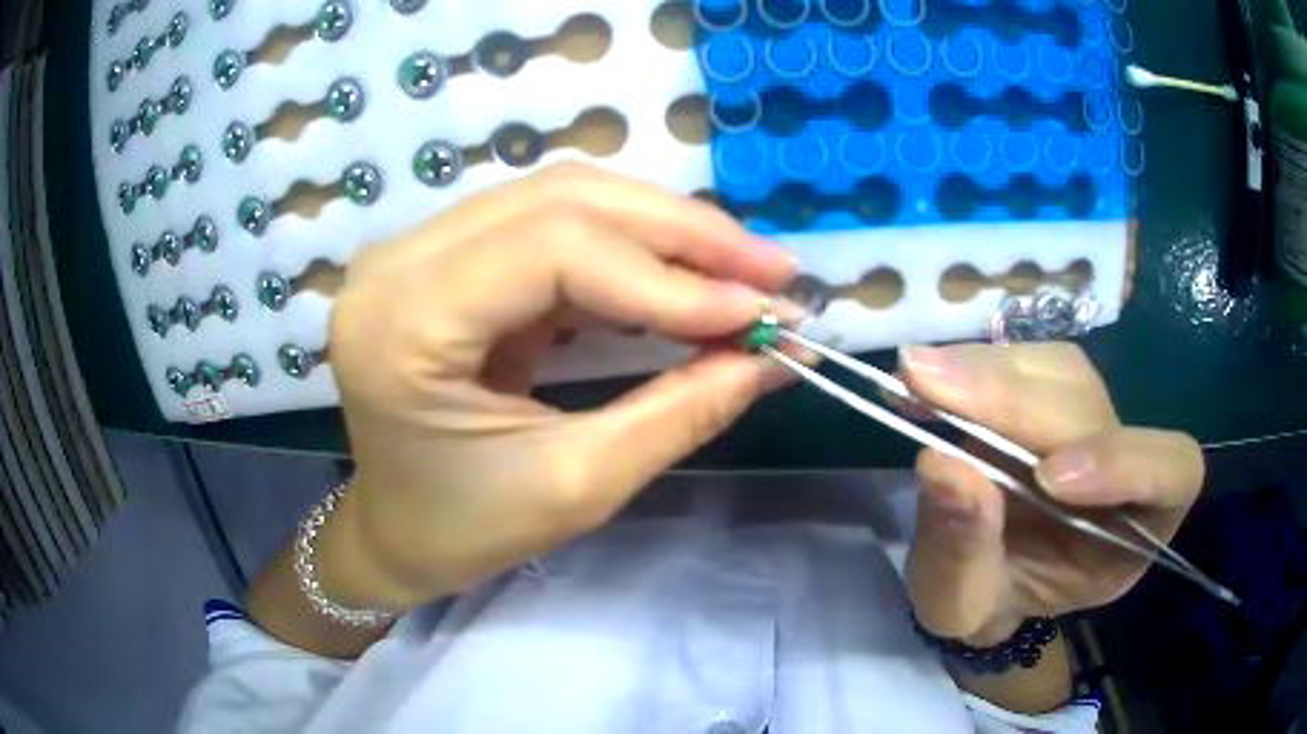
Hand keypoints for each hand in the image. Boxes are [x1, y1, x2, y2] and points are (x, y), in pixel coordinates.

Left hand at [322, 163, 798, 610]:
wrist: (393, 531)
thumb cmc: (462, 529)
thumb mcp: (575, 486)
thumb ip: (680, 411)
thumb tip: (775, 356)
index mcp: (402, 322)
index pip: (555, 249)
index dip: (669, 277)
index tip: (762, 315)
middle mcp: (398, 260)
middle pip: (563, 199)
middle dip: (682, 233)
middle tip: (772, 272)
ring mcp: (416, 248)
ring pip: (562, 198)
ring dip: (662, 231)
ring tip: (742, 271)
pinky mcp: (445, 255)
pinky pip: (550, 225)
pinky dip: (627, 247)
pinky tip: (682, 276)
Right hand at [900, 344, 1204, 644]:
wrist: (974, 581)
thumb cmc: (982, 605)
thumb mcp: (963, 603)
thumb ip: (964, 547)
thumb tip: (943, 462)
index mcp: (1131, 536)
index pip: (1172, 474)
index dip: (1125, 461)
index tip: (1046, 476)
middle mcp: (1120, 468)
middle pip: (1091, 408)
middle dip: (1013, 400)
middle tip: (928, 386)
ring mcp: (1084, 423)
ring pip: (1060, 372)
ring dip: (989, 373)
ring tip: (921, 382)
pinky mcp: (1045, 398)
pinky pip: (1024, 364)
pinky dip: (973, 367)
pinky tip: (928, 381)